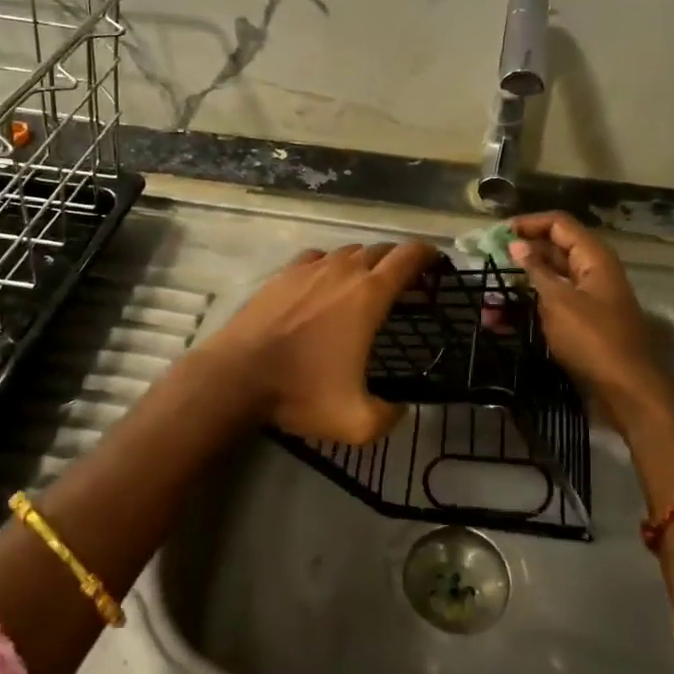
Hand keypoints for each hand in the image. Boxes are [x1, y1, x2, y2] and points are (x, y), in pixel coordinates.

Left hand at [194, 240, 437, 445]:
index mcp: (369, 295)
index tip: (436, 263)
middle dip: (398, 262)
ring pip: (348, 252)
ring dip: (364, 263)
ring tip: (366, 285)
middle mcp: (343, 271)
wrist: (237, 375)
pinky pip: (317, 258)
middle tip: (405, 284)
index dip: (427, 255)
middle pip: (380, 251)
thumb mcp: (357, 422)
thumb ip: (390, 416)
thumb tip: (400, 409)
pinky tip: (324, 284)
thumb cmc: (301, 392)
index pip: (408, 258)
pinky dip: (330, 265)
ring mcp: (309, 268)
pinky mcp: (282, 274)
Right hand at [508, 212, 667, 411]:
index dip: (528, 224)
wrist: (628, 390)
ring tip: (489, 297)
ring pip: (550, 280)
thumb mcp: (559, 301)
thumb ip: (537, 270)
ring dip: (520, 284)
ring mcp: (589, 298)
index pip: (558, 224)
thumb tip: (516, 244)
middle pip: (554, 249)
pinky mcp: (582, 323)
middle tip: (487, 262)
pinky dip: (529, 307)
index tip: (496, 235)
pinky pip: (552, 305)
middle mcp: (592, 272)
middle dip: (521, 254)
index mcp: (593, 258)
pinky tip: (502, 320)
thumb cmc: (593, 339)